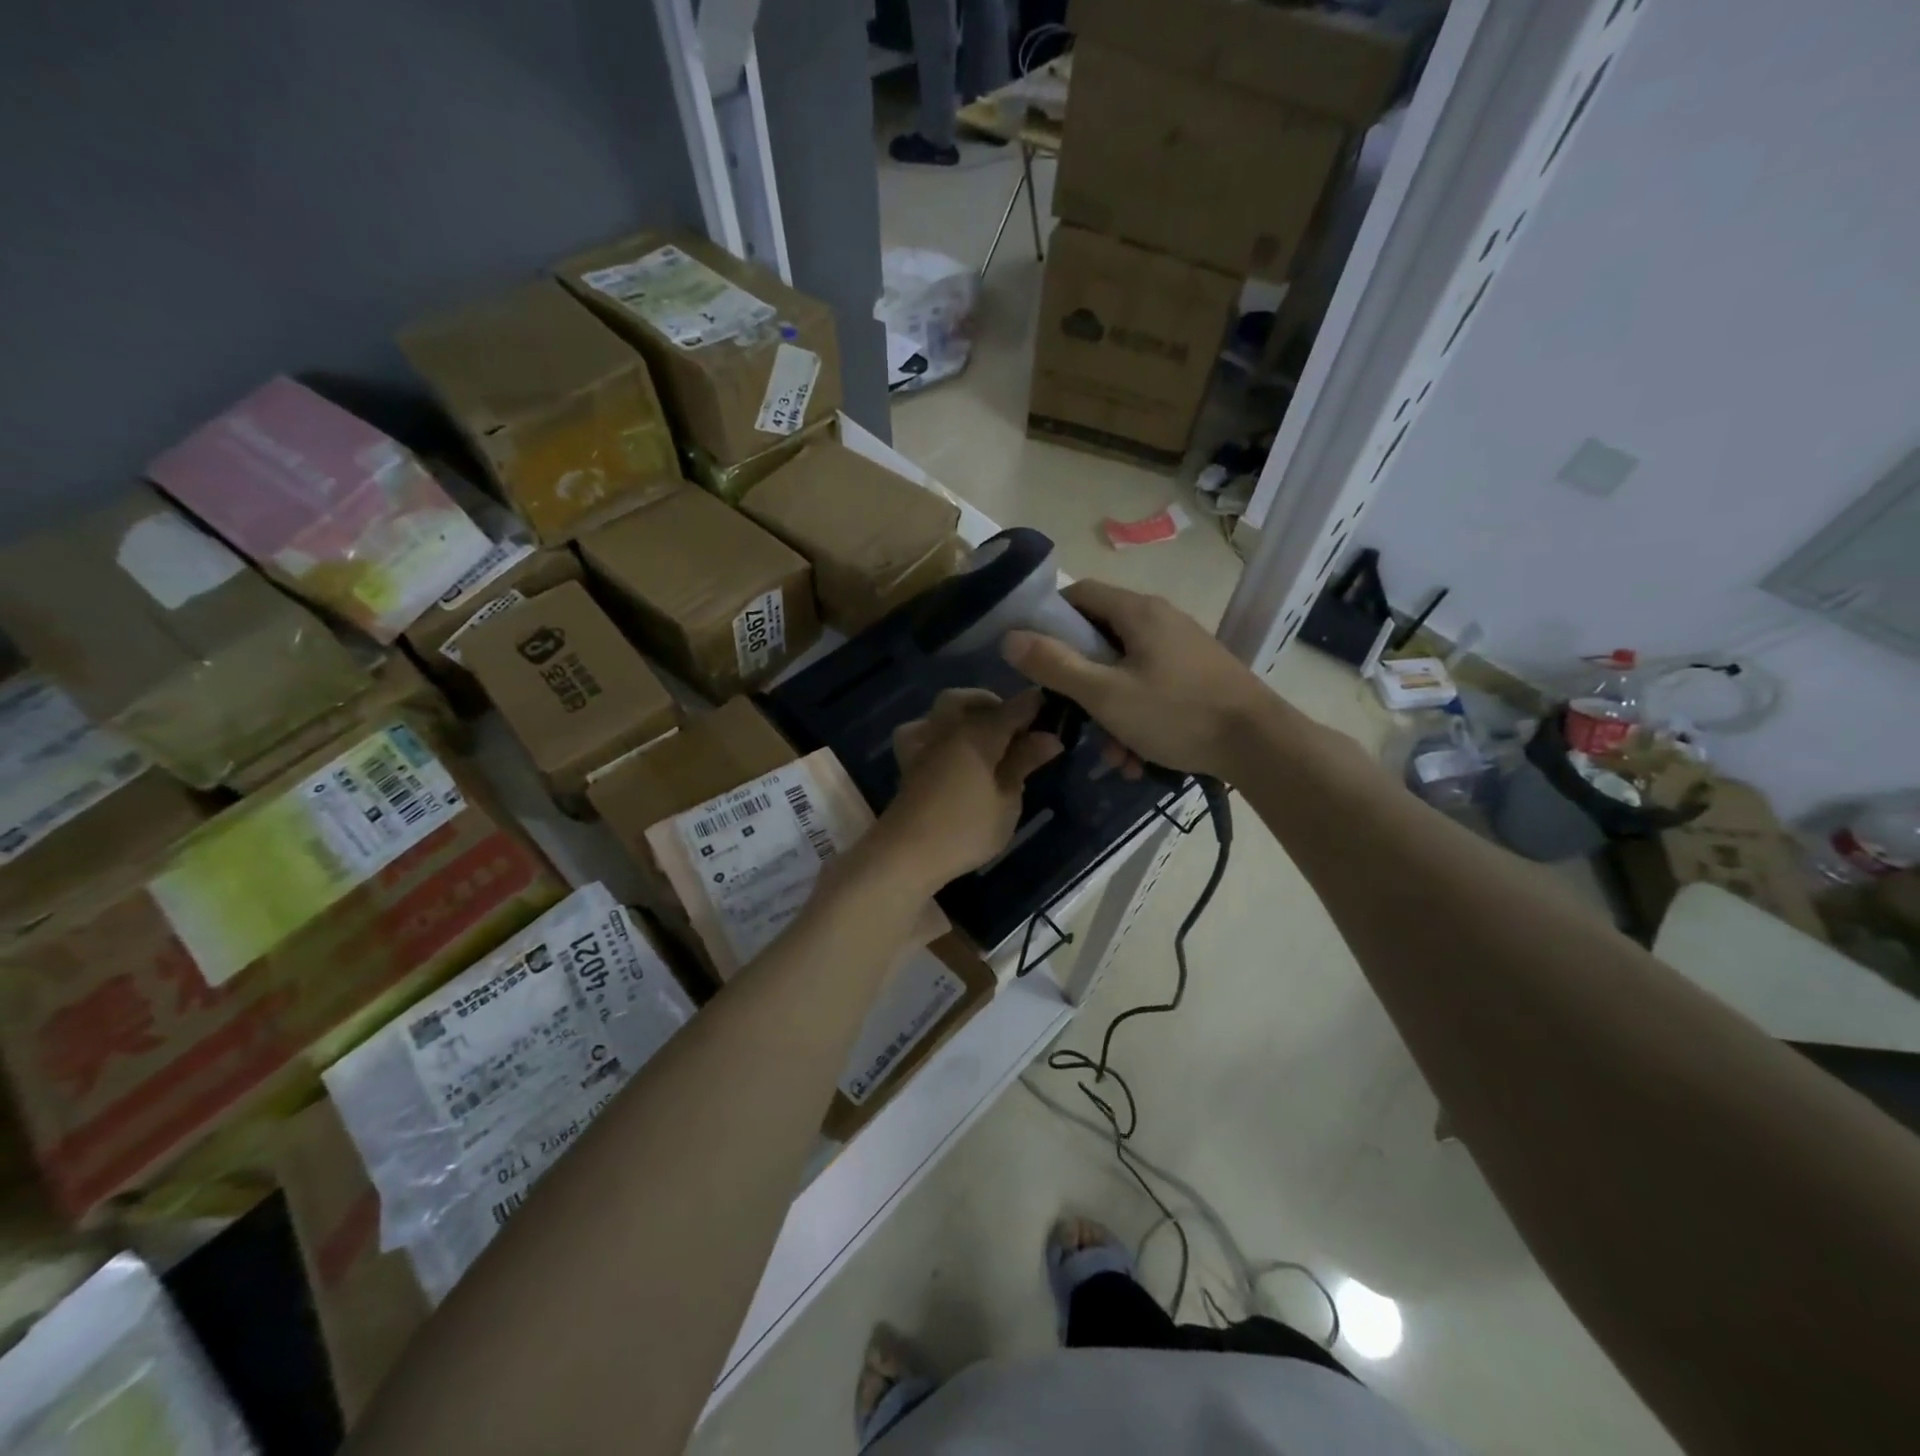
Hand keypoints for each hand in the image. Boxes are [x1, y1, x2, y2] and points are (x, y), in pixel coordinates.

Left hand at [875, 689, 1062, 892]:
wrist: (907, 853)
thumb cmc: (967, 829)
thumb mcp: (1007, 800)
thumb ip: (1023, 763)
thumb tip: (1049, 737)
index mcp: (978, 733)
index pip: (1012, 708)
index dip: (1033, 706)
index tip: (1051, 708)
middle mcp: (948, 728)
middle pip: (969, 700)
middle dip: (993, 705)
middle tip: (1015, 728)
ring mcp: (924, 743)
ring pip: (942, 710)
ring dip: (964, 714)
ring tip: (984, 737)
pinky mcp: (908, 762)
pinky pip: (923, 731)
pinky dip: (938, 732)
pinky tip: (949, 751)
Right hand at [1002, 581, 1274, 778]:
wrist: (1260, 745)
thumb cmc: (1176, 713)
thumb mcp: (1105, 694)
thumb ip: (1055, 665)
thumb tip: (1009, 637)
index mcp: (1138, 612)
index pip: (1079, 594)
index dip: (1050, 620)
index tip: (1034, 656)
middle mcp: (1161, 620)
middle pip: (1101, 637)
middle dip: (1081, 681)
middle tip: (1069, 714)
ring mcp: (1183, 648)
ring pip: (1126, 671)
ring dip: (1109, 711)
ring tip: (1111, 755)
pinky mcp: (1198, 675)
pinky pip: (1152, 688)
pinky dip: (1137, 717)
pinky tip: (1137, 757)